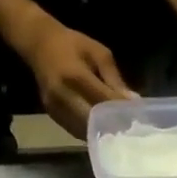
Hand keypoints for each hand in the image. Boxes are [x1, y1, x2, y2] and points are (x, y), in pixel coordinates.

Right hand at [21, 19, 134, 135]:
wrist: (39, 44)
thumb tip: (133, 102)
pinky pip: (75, 130)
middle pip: (93, 121)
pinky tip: (101, 130)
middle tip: (129, 130)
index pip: (103, 101)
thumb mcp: (100, 54)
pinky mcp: (52, 116)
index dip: (121, 111)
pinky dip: (90, 133)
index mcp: (76, 77)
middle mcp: (63, 96)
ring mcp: (55, 108)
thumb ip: (115, 79)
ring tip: (118, 132)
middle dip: (112, 126)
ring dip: (101, 133)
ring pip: (84, 130)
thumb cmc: (74, 45)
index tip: (137, 116)